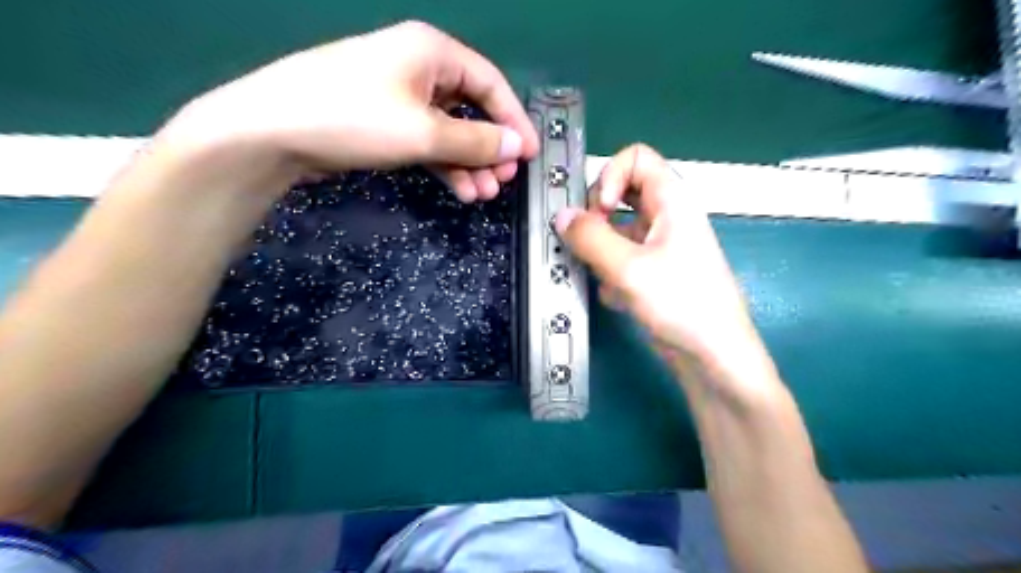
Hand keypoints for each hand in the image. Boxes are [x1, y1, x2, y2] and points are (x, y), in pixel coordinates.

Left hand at [158, 20, 536, 201]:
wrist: (273, 133)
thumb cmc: (355, 119)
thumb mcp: (425, 132)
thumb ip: (477, 141)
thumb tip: (517, 147)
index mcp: (432, 52)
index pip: (490, 84)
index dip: (514, 120)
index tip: (530, 155)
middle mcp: (419, 67)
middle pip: (471, 109)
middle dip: (490, 148)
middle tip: (502, 182)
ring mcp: (399, 96)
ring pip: (449, 131)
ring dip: (468, 163)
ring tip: (481, 195)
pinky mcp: (384, 122)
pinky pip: (427, 142)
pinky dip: (444, 165)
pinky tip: (458, 190)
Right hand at [557, 143, 764, 383]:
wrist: (712, 356)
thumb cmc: (681, 303)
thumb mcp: (629, 268)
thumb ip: (590, 238)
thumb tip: (561, 216)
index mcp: (672, 200)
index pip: (635, 158)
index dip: (611, 176)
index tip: (600, 210)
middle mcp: (666, 217)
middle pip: (621, 194)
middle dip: (598, 218)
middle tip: (588, 243)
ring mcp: (659, 246)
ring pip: (616, 231)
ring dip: (602, 253)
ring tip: (605, 278)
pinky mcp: (652, 272)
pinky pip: (620, 259)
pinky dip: (612, 275)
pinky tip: (619, 298)